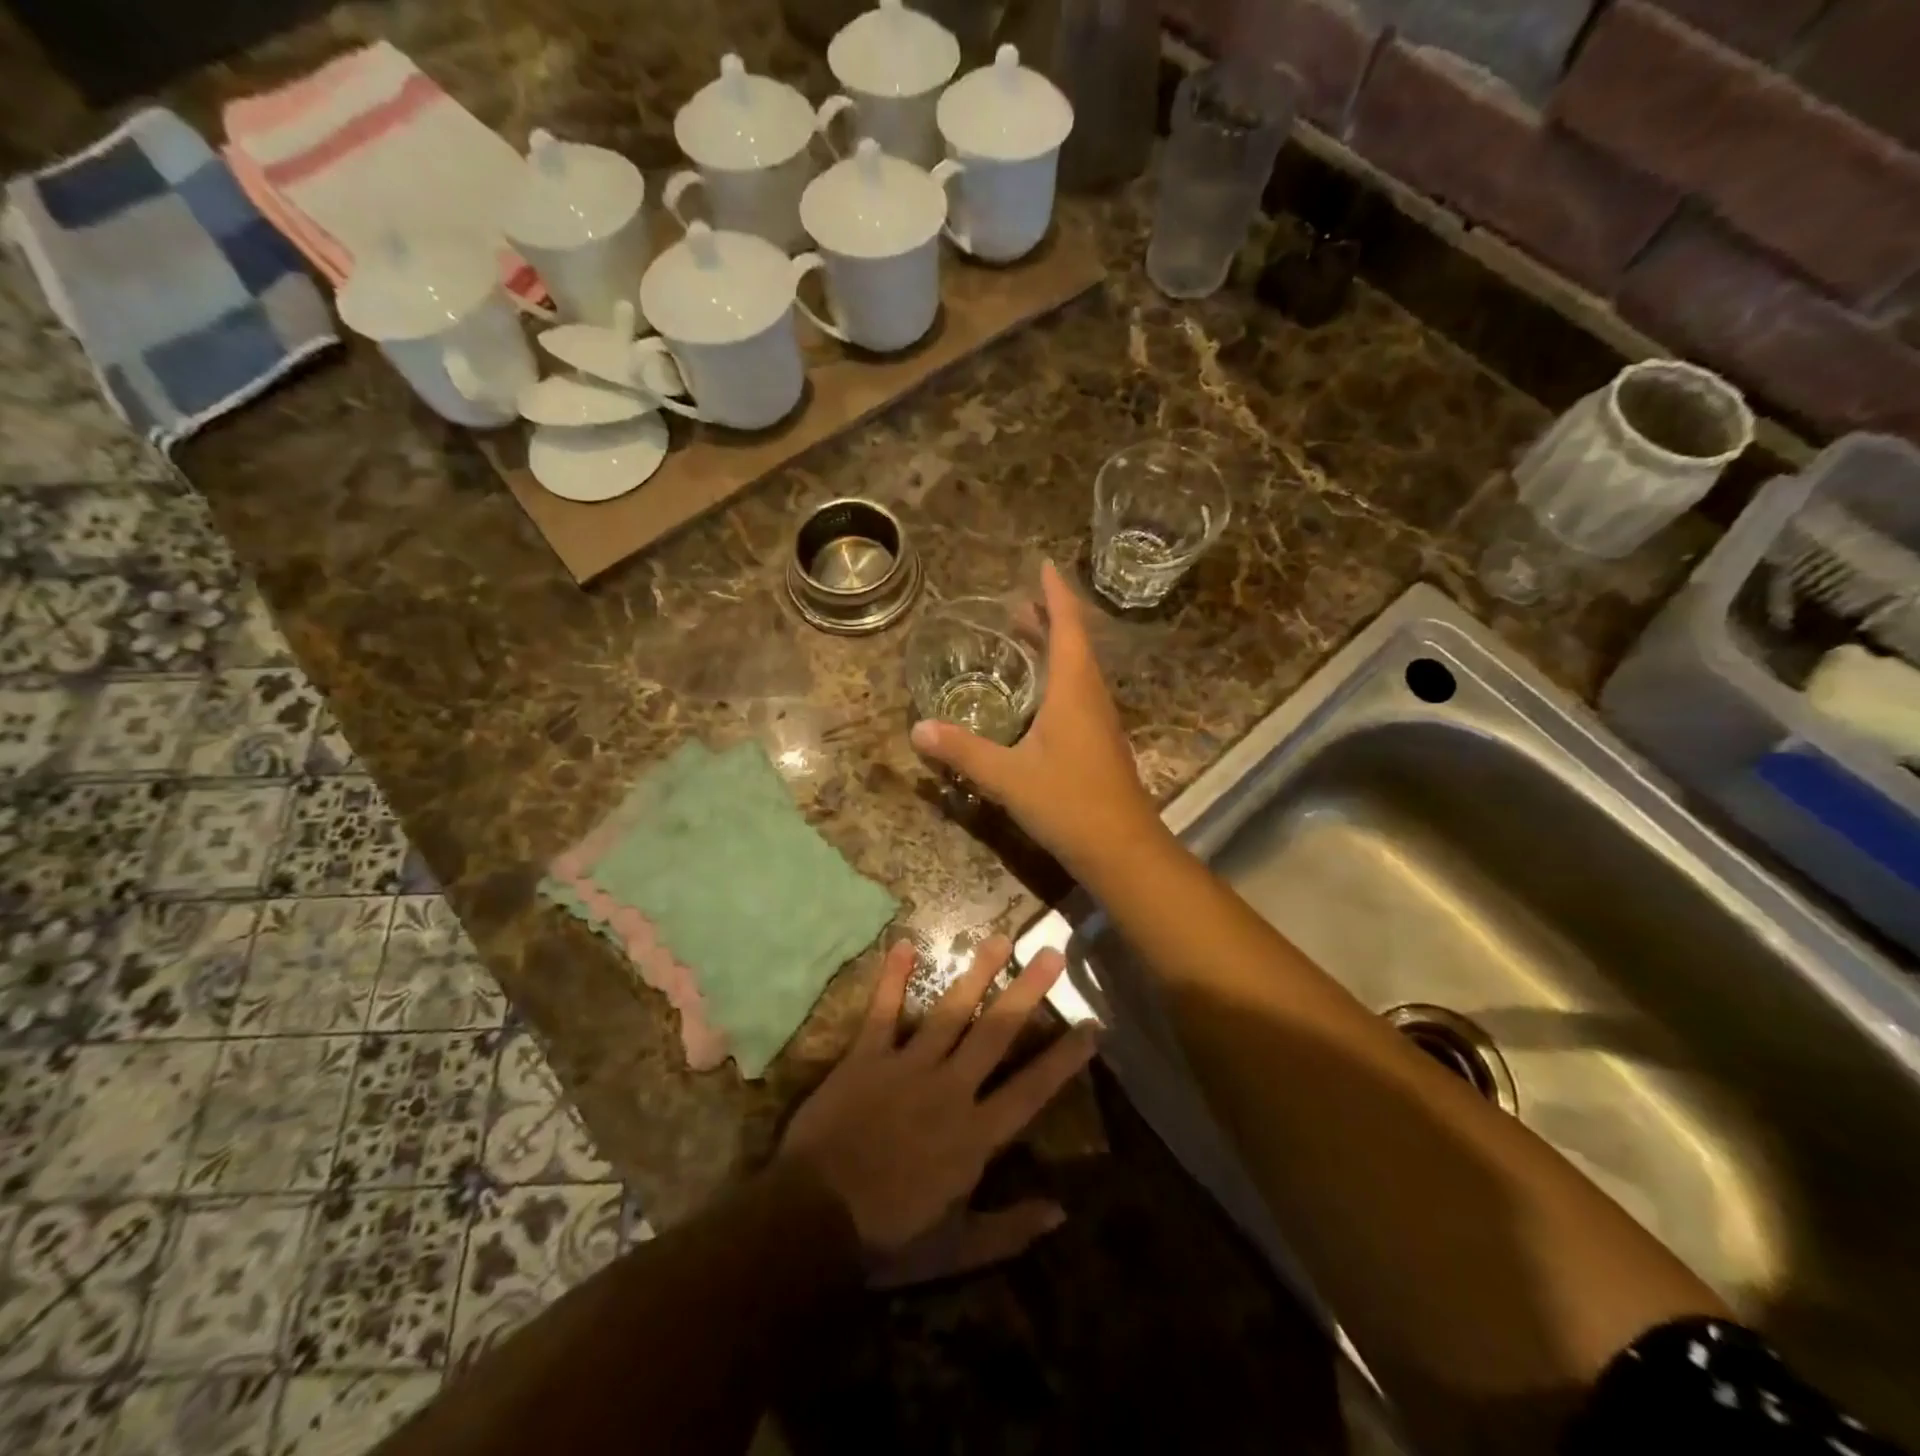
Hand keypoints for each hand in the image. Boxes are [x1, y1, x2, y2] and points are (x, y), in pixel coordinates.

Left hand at [778, 935, 1096, 1286]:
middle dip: (1026, 992)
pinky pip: (883, 1012)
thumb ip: (1009, 1229)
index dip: (1064, 1058)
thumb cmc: (888, 1237)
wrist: (812, 1220)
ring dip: (975, 973)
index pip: (1032, 1089)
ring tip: (998, 938)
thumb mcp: (956, 1249)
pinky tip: (903, 943)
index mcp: (975, 1135)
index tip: (1091, 1024)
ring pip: (949, 1012)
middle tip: (1050, 953)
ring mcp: (908, 1067)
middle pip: (996, 1033)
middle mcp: (950, 1089)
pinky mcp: (868, 1057)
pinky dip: (892, 978)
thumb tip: (1062, 1211)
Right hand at [910, 560, 1164, 877]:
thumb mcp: (1008, 776)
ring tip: (1026, 638)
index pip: (1068, 627)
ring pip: (1078, 670)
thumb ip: (964, 751)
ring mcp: (1099, 722)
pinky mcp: (1099, 744)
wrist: (1123, 849)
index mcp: (1074, 690)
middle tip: (1020, 603)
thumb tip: (917, 729)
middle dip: (1049, 619)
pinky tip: (1039, 697)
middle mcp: (1091, 697)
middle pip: (1074, 644)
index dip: (1056, 595)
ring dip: (1055, 648)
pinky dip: (1058, 678)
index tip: (1045, 565)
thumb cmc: (1069, 803)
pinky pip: (1078, 694)